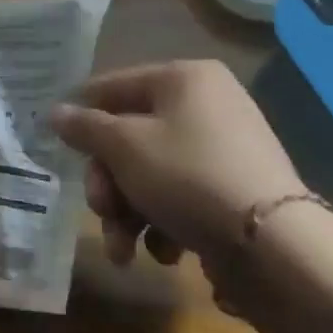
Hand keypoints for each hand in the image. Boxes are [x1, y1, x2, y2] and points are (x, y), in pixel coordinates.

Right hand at [52, 60, 302, 271]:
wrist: (277, 249)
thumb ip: (84, 127)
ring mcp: (226, 149)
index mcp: (183, 79)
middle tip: (100, 211)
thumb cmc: (188, 177)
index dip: (82, 118)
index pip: (112, 87)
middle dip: (108, 184)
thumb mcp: (123, 147)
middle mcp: (208, 104)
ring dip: (129, 212)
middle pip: (130, 137)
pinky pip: (183, 195)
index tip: (60, 150)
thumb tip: (55, 112)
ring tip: (125, 251)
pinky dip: (164, 223)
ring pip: (152, 172)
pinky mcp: (237, 191)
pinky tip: (164, 253)